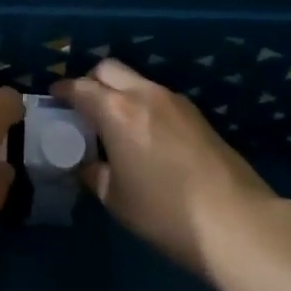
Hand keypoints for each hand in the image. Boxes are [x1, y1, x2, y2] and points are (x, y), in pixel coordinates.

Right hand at [51, 58, 274, 280]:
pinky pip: (158, 96)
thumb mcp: (117, 200)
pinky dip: (143, 104)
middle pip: (109, 69)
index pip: (80, 87)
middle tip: (83, 106)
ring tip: (114, 122)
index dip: (63, 90)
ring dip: (120, 91)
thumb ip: (95, 175)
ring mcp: (175, 100)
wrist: (235, 220)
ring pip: (137, 80)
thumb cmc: (165, 212)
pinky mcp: (196, 114)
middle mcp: (144, 94)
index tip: (54, 97)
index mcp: (117, 111)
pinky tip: (145, 133)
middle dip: (91, 81)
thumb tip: (86, 165)